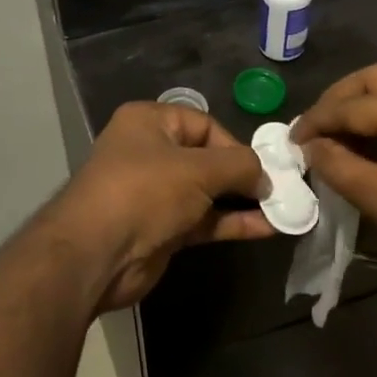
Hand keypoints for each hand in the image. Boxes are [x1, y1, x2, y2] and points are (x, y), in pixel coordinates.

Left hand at [49, 101, 270, 314]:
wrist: (96, 254)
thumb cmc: (145, 192)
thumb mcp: (198, 169)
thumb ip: (239, 166)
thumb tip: (265, 177)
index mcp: (149, 123)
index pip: (204, 125)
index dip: (235, 145)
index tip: (262, 168)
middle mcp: (150, 153)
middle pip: (207, 159)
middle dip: (243, 175)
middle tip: (278, 189)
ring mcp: (155, 194)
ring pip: (208, 193)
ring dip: (242, 201)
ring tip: (281, 209)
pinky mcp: (162, 229)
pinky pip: (204, 220)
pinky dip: (231, 222)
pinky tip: (266, 228)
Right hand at [291, 66, 376, 318]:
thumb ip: (336, 164)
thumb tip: (309, 146)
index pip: (356, 104)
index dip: (318, 120)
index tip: (291, 139)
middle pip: (376, 79)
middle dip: (338, 100)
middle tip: (312, 128)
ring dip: (358, 107)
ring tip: (329, 136)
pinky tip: (358, 143)